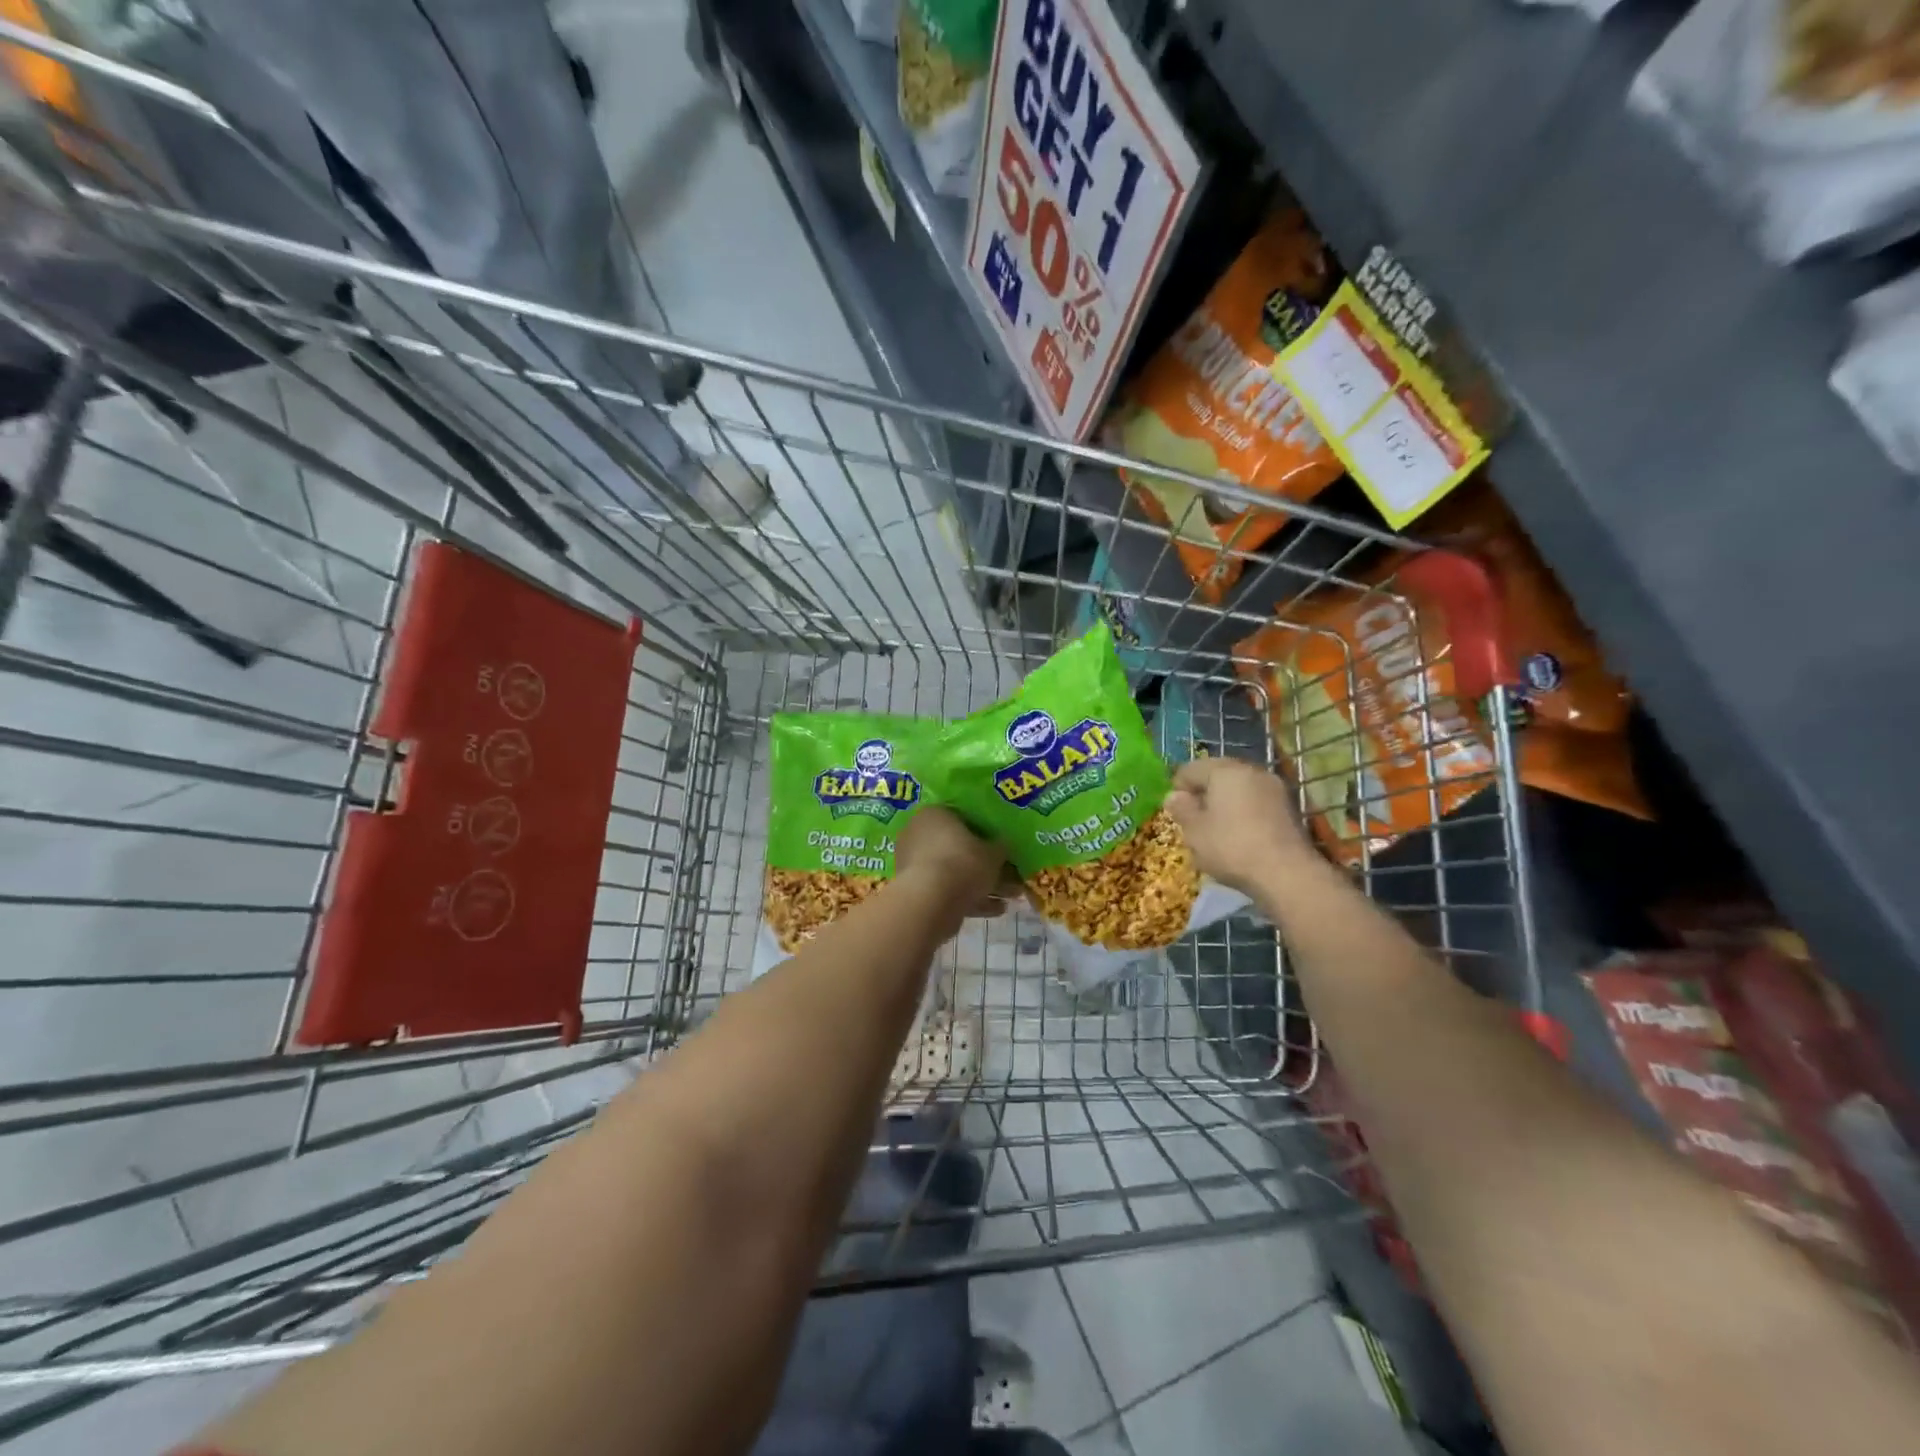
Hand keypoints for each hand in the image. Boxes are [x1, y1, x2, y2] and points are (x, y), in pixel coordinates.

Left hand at [896, 808, 1011, 917]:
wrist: (930, 902)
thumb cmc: (963, 863)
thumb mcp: (994, 853)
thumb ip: (1000, 847)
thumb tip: (1004, 847)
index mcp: (935, 814)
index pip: (964, 819)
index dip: (987, 834)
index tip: (1003, 849)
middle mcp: (919, 834)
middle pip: (959, 849)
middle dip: (986, 865)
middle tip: (1012, 877)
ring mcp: (914, 864)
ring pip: (954, 872)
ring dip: (982, 885)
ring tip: (1010, 898)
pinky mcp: (915, 890)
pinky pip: (947, 890)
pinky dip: (970, 899)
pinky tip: (997, 910)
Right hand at [1165, 757, 1322, 896]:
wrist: (1286, 873)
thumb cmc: (1231, 847)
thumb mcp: (1194, 831)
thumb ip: (1181, 809)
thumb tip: (1174, 796)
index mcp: (1224, 770)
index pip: (1190, 769)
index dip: (1178, 788)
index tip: (1174, 811)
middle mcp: (1251, 770)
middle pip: (1217, 774)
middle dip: (1203, 793)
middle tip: (1193, 819)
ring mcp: (1274, 787)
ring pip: (1239, 788)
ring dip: (1225, 802)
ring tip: (1216, 829)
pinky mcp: (1288, 807)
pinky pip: (1256, 802)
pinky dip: (1243, 812)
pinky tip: (1239, 834)